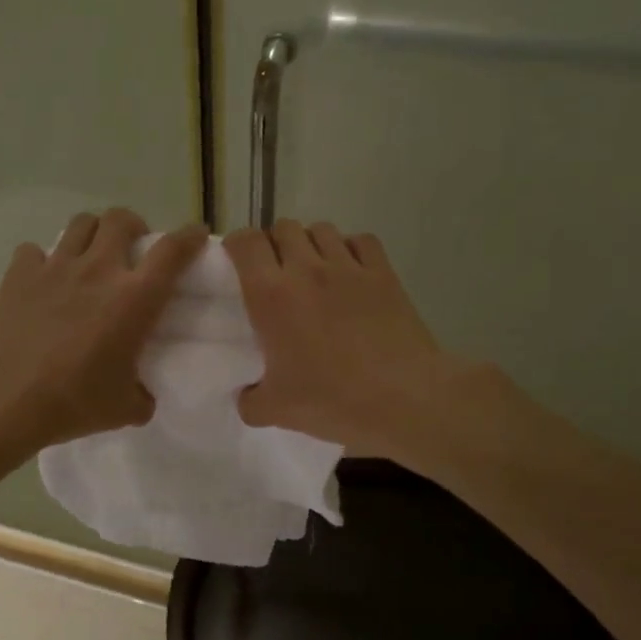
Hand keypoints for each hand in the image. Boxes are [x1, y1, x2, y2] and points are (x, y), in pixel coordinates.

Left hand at [0, 209, 207, 462]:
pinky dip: (43, 260)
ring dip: (93, 234)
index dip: (190, 236)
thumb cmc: (73, 402)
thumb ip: (143, 395)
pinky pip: (35, 250)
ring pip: (81, 223)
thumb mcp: (125, 409)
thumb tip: (142, 394)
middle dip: (133, 226)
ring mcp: (55, 267)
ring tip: (91, 255)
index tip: (196, 235)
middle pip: (121, 219)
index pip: (172, 251)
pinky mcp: (19, 274)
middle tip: (132, 249)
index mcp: (134, 298)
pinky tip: (43, 281)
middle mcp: (98, 270)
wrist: (4, 400)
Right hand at [225, 220, 471, 458]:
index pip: (245, 243)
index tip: (236, 262)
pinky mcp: (383, 273)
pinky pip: (360, 240)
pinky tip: (350, 271)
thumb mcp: (276, 411)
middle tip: (275, 271)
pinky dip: (350, 248)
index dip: (236, 245)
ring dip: (310, 243)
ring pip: (321, 229)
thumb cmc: (333, 400)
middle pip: (283, 228)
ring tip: (312, 269)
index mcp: (271, 295)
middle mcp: (306, 269)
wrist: (404, 398)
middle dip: (274, 243)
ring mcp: (349, 267)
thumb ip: (249, 401)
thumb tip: (246, 396)